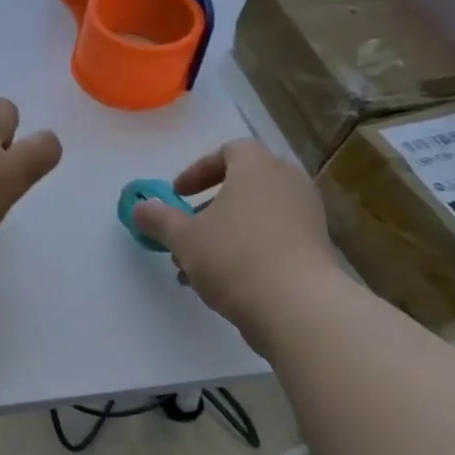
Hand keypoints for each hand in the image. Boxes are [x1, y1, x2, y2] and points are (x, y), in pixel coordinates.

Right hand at [130, 139, 342, 346]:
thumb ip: (158, 219)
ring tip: (196, 264)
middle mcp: (287, 183)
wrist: (296, 305)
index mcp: (257, 168)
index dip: (199, 169)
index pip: (230, 150)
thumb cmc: (234, 256)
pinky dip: (247, 248)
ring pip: (256, 214)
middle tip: (186, 229)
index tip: (178, 195)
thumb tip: (139, 208)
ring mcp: (306, 215)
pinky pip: (273, 236)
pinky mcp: (315, 246)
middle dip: (209, 206)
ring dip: (224, 232)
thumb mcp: (183, 237)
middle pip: (243, 183)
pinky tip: (223, 281)